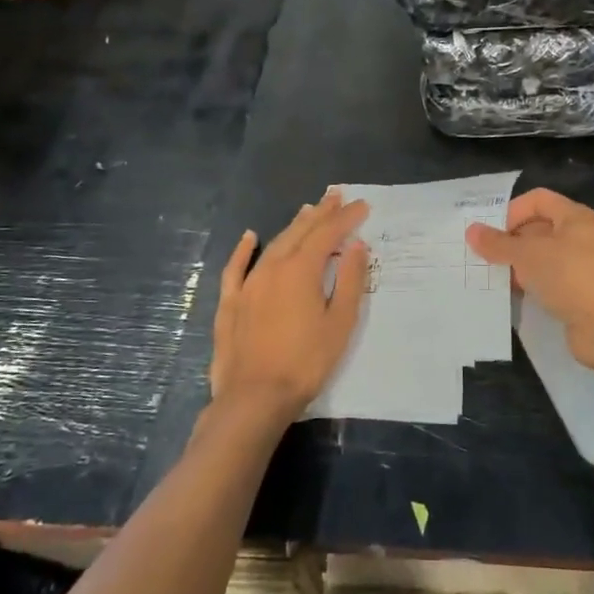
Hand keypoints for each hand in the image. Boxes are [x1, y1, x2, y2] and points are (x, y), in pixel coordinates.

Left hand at [208, 189, 370, 427]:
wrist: (254, 397)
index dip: (346, 218)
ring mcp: (248, 284)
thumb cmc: (306, 362)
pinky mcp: (231, 303)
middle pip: (300, 232)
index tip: (363, 205)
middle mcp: (273, 267)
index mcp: (302, 270)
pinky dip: (244, 250)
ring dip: (293, 226)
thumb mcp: (339, 323)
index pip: (328, 234)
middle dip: (321, 213)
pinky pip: (236, 267)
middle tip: (336, 196)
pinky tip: (250, 237)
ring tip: (307, 211)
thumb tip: (356, 246)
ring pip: (273, 244)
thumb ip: (349, 280)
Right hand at [467, 188, 593, 372]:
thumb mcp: (528, 254)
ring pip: (546, 261)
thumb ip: (499, 244)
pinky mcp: (584, 298)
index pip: (538, 200)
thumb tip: (472, 231)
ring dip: (522, 268)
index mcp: (575, 217)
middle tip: (484, 258)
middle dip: (512, 242)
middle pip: (541, 230)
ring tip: (494, 279)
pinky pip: (552, 286)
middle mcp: (583, 238)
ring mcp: (585, 270)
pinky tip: (516, 299)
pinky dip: (534, 290)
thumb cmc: (572, 275)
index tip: (490, 234)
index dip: (512, 212)